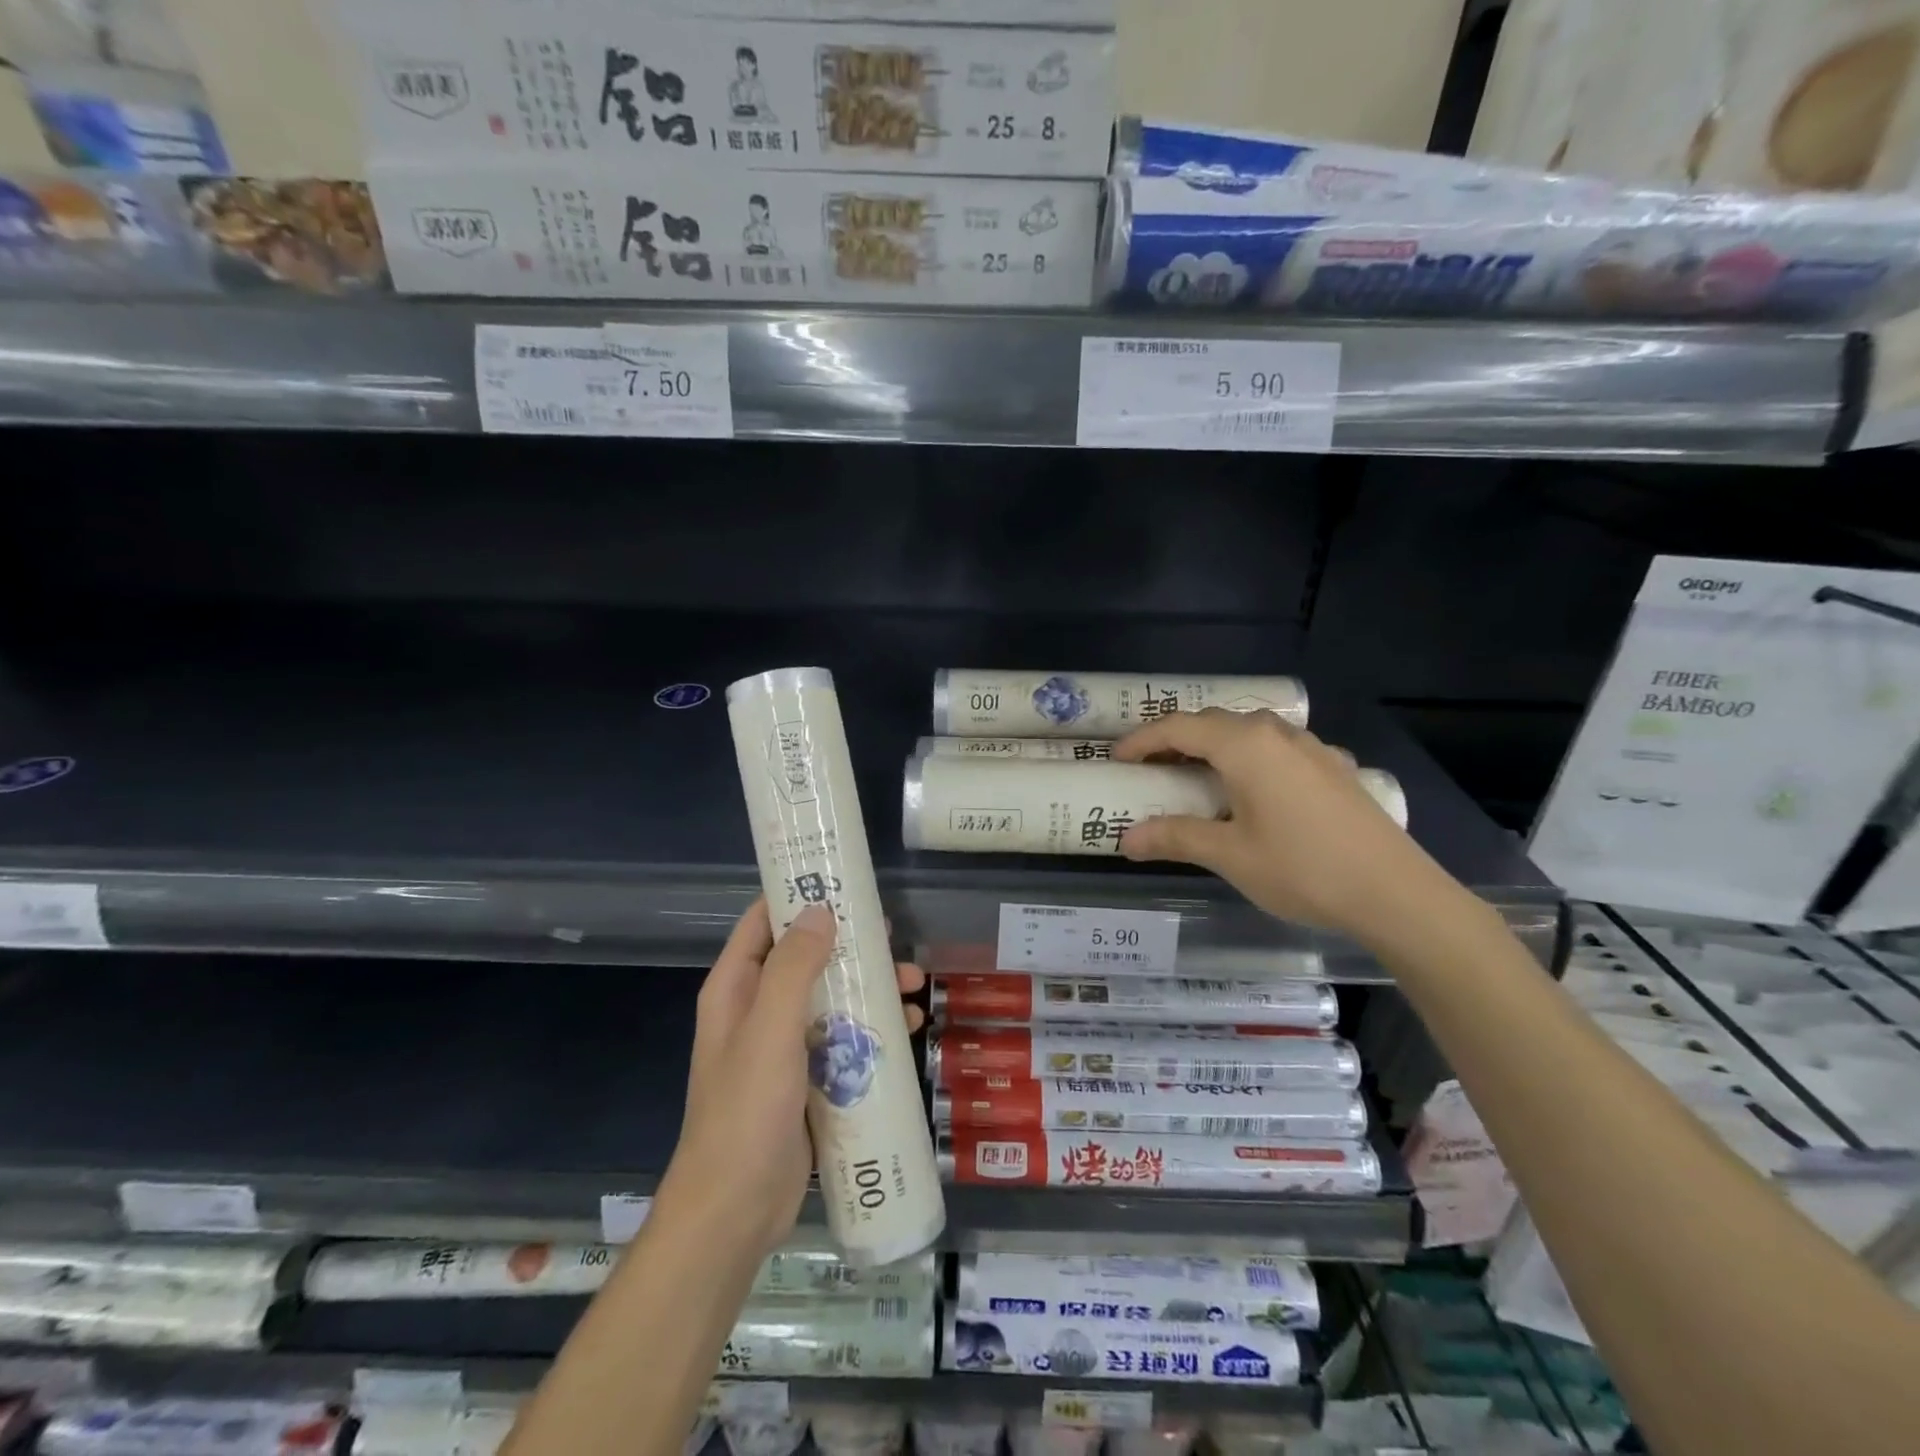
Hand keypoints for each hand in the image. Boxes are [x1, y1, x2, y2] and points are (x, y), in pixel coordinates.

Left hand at [656, 900, 924, 1261]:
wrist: (734, 1211)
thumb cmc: (746, 1111)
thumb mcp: (770, 1031)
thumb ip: (794, 968)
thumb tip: (821, 910)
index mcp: (736, 989)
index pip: (764, 922)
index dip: (799, 895)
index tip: (845, 881)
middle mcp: (756, 1010)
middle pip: (806, 958)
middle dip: (851, 946)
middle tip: (894, 938)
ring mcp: (782, 1047)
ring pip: (830, 998)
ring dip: (869, 988)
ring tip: (914, 988)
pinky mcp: (806, 1080)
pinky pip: (842, 1038)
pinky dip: (871, 1028)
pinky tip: (907, 1030)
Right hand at [1112, 709, 1456, 946]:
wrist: (1396, 893)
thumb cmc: (1303, 869)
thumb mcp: (1229, 855)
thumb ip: (1175, 837)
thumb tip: (1126, 839)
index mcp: (1244, 745)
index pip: (1178, 728)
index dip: (1142, 740)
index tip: (1116, 758)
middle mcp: (1277, 734)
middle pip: (1213, 723)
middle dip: (1175, 740)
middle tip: (1149, 768)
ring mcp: (1312, 747)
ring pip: (1249, 732)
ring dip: (1214, 746)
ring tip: (1196, 775)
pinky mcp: (1334, 767)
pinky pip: (1278, 748)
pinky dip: (1250, 758)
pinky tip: (1255, 789)